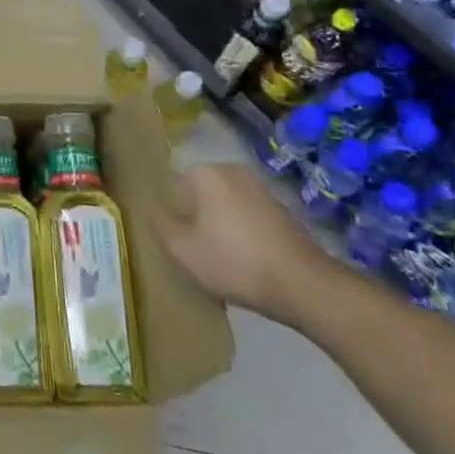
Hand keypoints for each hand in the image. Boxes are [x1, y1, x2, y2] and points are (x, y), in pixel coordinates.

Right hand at [155, 164, 334, 324]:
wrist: (303, 284)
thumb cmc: (234, 262)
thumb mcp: (182, 250)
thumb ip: (159, 224)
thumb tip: (151, 207)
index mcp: (205, 173)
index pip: (174, 191)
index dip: (175, 220)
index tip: (182, 246)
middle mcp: (232, 170)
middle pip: (200, 196)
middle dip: (198, 221)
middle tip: (200, 255)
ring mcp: (260, 188)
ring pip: (225, 206)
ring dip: (221, 227)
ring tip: (225, 262)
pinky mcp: (282, 208)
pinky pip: (248, 217)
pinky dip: (244, 234)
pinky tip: (249, 262)